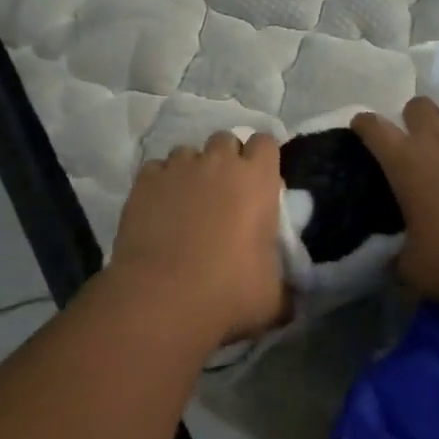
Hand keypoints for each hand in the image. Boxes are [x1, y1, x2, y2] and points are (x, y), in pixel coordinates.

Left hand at [110, 131, 286, 346]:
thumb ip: (286, 284)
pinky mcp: (145, 182)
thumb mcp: (273, 295)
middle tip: (225, 192)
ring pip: (188, 152)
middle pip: (226, 140)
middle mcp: (219, 162)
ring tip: (187, 201)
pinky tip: (159, 208)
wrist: (161, 298)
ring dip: (192, 170)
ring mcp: (179, 168)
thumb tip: (293, 296)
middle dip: (226, 160)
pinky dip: (160, 183)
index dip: (262, 159)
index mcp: (257, 179)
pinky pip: (156, 169)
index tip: (260, 182)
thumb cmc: (228, 292)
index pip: (266, 142)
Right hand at [352, 88, 438, 308]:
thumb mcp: (412, 267)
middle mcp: (438, 139)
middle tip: (421, 136)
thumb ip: (400, 254)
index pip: (374, 128)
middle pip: (418, 105)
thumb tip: (396, 259)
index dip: (365, 123)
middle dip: (415, 116)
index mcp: (405, 164)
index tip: (364, 125)